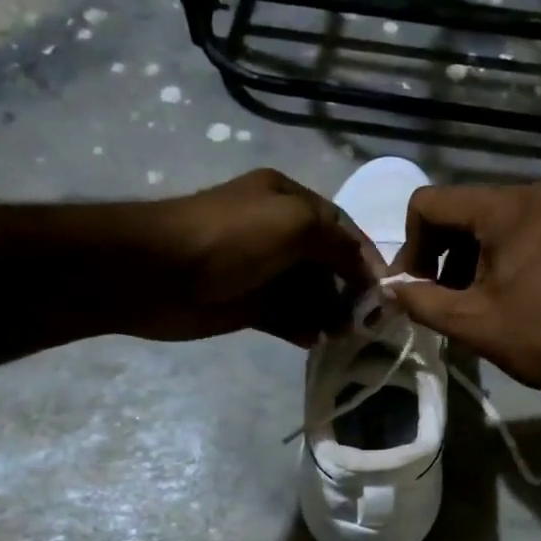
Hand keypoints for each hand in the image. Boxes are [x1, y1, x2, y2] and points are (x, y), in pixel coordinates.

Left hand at [133, 169, 382, 343]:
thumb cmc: (231, 238)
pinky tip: (311, 340)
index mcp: (288, 200)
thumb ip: (338, 244)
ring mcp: (261, 269)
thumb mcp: (295, 224)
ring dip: (329, 313)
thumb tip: (366, 272)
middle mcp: (277, 231)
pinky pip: (286, 316)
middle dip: (349, 290)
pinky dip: (302, 327)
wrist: (156, 272)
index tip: (383, 291)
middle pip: (328, 263)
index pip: (341, 227)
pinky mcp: (247, 303)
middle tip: (363, 321)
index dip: (364, 257)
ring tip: (339, 335)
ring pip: (309, 293)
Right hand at [386, 182, 540, 388]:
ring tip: (464, 302)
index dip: (410, 246)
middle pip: (457, 210)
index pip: (429, 204)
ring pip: (483, 221)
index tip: (412, 288)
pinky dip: (491, 256)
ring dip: (462, 258)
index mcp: (504, 207)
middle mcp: (529, 193)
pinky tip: (492, 293)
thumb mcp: (471, 322)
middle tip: (434, 299)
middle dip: (436, 254)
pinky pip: (511, 229)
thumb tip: (390, 289)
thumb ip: (420, 301)